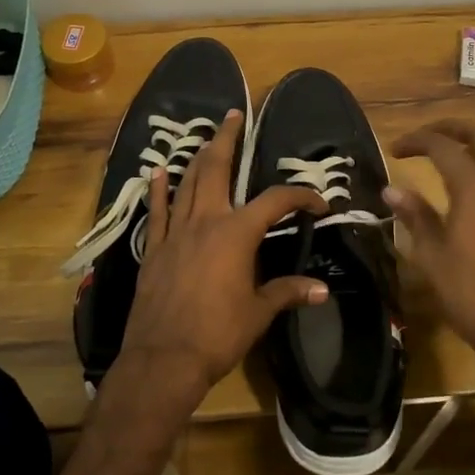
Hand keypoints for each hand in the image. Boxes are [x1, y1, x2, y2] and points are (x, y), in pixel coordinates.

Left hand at [113, 109, 327, 421]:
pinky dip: (159, 190)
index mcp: (237, 234)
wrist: (164, 358)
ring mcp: (175, 233)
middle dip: (227, 140)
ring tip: (207, 137)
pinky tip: (158, 172)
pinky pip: (157, 212)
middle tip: (234, 116)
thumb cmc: (218, 334)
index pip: (275, 202)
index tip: (318, 204)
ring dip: (198, 158)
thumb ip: (287, 292)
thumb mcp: (259, 312)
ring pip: (187, 183)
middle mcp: (206, 222)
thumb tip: (321, 290)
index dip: (300, 197)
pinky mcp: (153, 249)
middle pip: (217, 170)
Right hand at [386, 119, 474, 365]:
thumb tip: (391, 189)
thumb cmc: (471, 292)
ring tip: (458, 158)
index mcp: (474, 185)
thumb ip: (415, 215)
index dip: (416, 141)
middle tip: (427, 137)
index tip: (395, 149)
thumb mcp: (432, 255)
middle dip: (452, 129)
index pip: (442, 146)